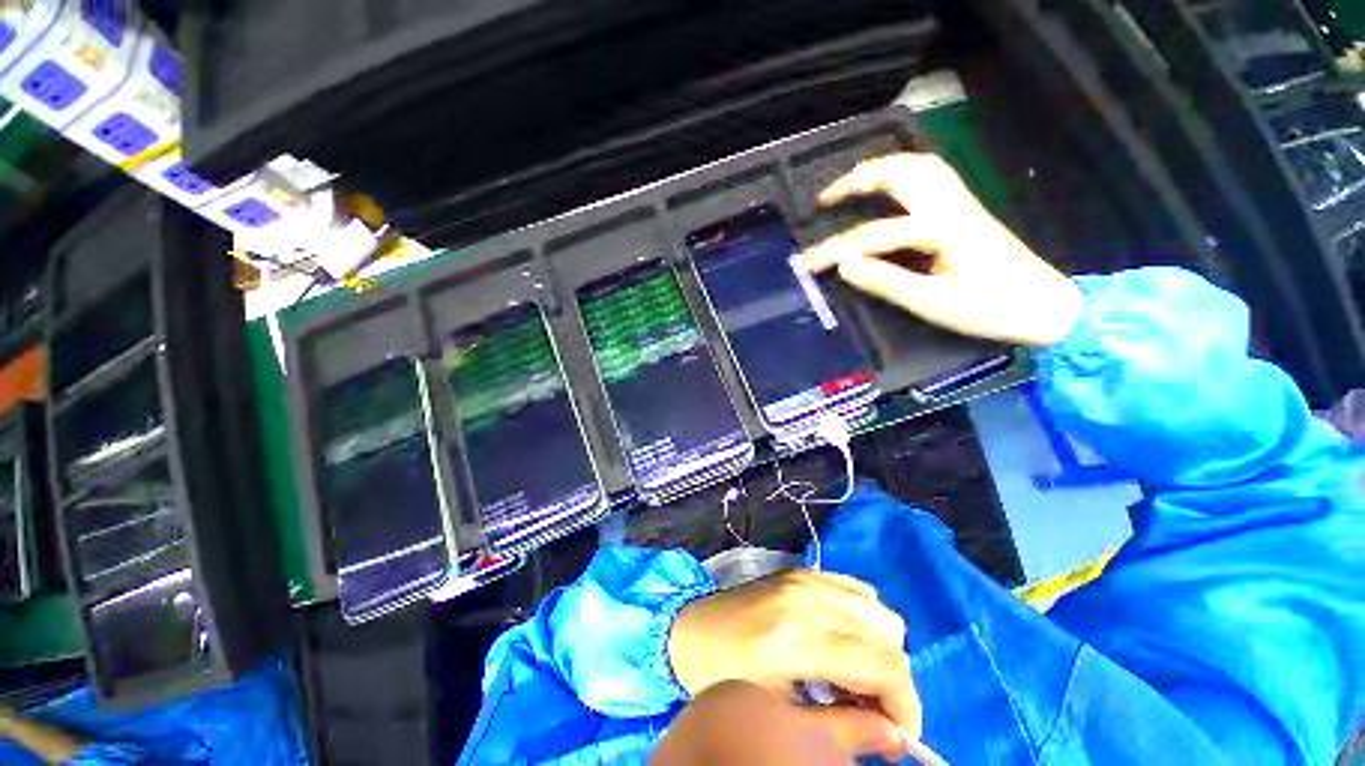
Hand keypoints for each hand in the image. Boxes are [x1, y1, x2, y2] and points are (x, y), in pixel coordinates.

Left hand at [667, 570, 917, 756]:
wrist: (687, 629)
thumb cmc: (722, 676)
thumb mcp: (778, 713)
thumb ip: (841, 728)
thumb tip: (895, 739)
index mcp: (799, 635)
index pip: (885, 665)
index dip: (906, 707)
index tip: (900, 737)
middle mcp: (809, 596)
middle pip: (889, 636)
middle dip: (890, 681)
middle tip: (866, 710)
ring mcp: (805, 577)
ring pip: (877, 611)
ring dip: (877, 650)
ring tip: (849, 679)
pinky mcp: (801, 571)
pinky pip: (855, 589)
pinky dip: (861, 620)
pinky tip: (838, 643)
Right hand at [798, 153, 1083, 346]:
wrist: (1045, 305)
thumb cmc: (990, 308)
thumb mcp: (932, 303)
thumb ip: (886, 282)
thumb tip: (844, 267)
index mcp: (941, 230)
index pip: (873, 235)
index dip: (833, 250)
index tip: (804, 264)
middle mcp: (950, 206)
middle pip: (900, 173)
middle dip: (856, 180)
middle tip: (825, 198)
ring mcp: (961, 204)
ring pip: (918, 167)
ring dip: (880, 170)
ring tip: (851, 186)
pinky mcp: (965, 212)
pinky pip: (930, 178)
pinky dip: (902, 176)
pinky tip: (889, 191)